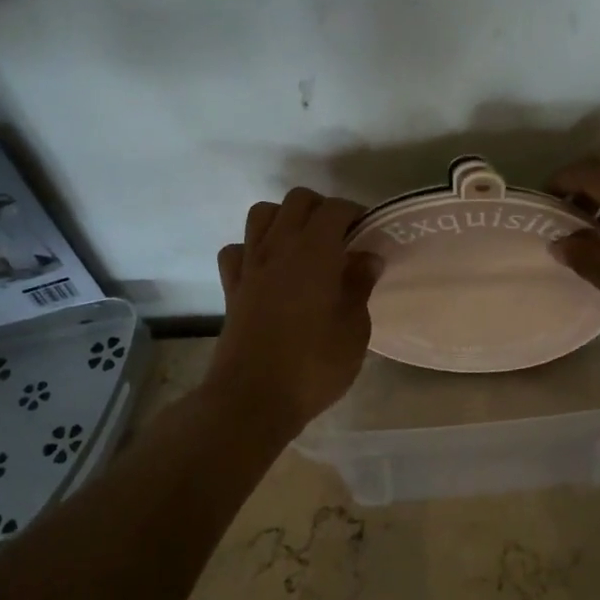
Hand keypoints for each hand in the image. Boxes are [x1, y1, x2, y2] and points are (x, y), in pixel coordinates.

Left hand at [208, 187, 381, 434]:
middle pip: (297, 200)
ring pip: (261, 214)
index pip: (335, 209)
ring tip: (303, 245)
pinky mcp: (231, 288)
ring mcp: (250, 265)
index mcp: (314, 251)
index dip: (355, 213)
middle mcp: (279, 247)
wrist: (252, 400)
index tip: (369, 233)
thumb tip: (367, 257)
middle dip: (321, 208)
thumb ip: (360, 285)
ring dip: (284, 219)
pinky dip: (252, 250)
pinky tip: (268, 270)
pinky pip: (237, 250)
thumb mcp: (354, 329)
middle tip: (340, 237)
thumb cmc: (313, 365)